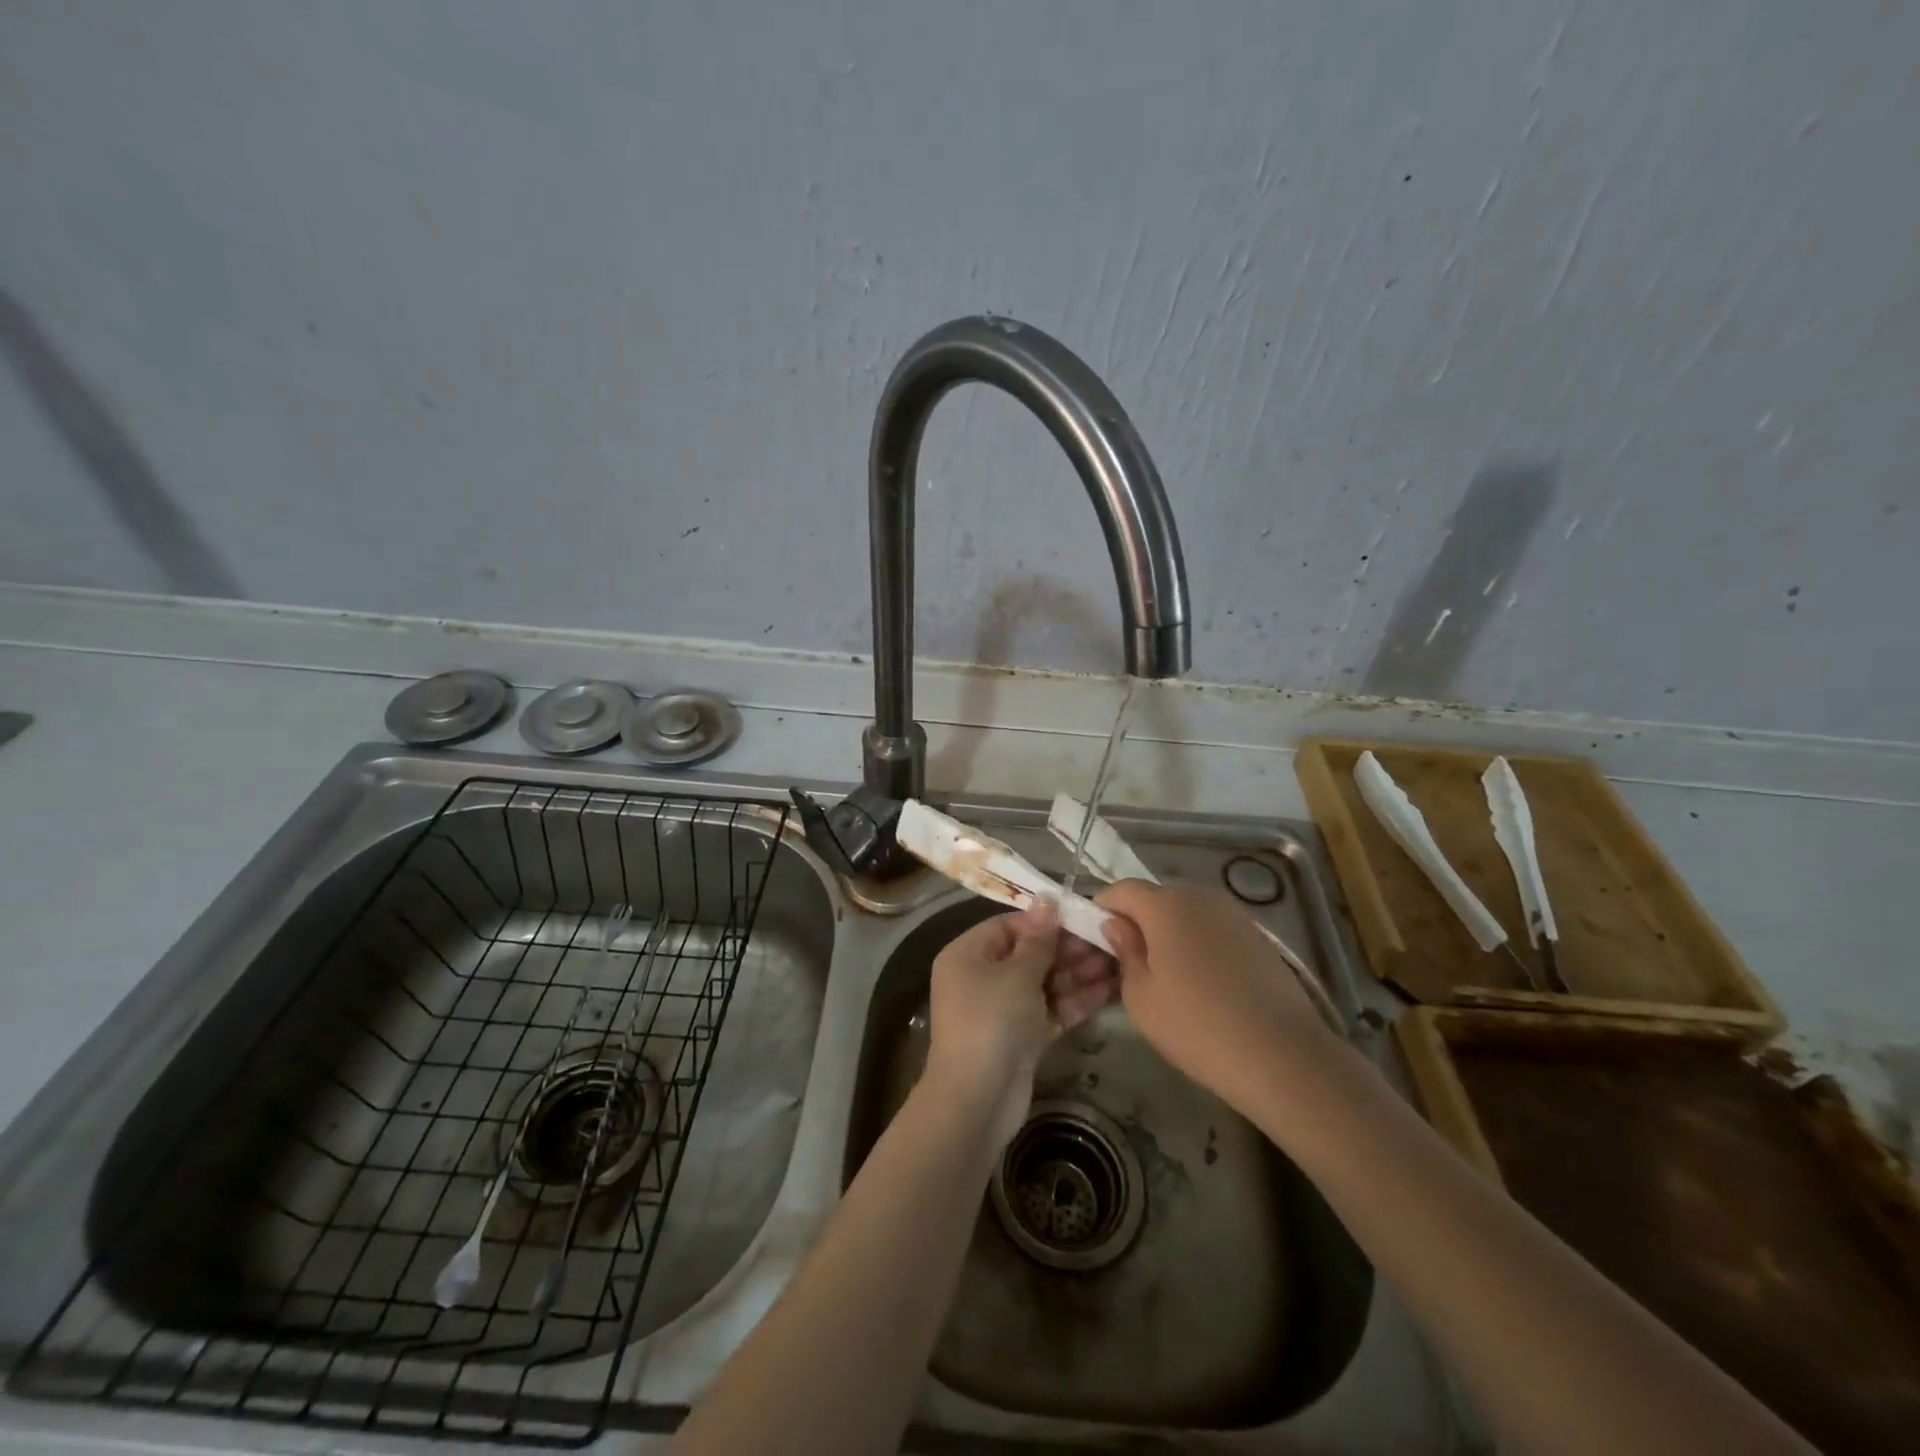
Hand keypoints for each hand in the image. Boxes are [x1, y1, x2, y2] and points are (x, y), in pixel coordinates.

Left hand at [925, 904, 1113, 1144]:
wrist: (978, 1101)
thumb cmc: (992, 1022)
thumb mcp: (1017, 974)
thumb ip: (1038, 939)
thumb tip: (1047, 899)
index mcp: (968, 954)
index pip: (1009, 926)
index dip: (1045, 921)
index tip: (1082, 917)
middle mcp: (981, 977)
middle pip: (1029, 954)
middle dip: (1068, 950)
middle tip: (1107, 943)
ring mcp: (1001, 1010)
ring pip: (1043, 983)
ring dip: (1076, 974)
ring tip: (1116, 963)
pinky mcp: (1020, 1037)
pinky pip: (1049, 1010)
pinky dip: (1074, 1002)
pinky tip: (1107, 990)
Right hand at [1097, 880, 1335, 1112]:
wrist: (1283, 1056)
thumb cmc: (1198, 1027)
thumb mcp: (1141, 998)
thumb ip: (1124, 953)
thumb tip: (1117, 926)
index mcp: (1165, 906)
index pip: (1121, 890)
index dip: (1103, 908)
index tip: (1095, 938)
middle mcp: (1200, 897)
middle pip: (1156, 899)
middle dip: (1137, 922)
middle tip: (1128, 962)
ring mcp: (1233, 915)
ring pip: (1186, 914)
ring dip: (1169, 934)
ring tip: (1167, 977)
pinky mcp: (1258, 936)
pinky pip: (1213, 930)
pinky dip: (1199, 945)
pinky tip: (1203, 984)